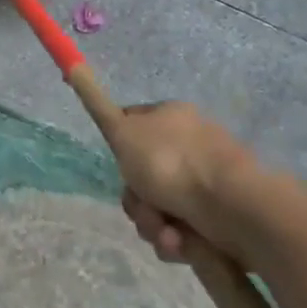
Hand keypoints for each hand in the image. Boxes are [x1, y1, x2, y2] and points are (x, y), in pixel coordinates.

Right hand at [105, 101, 263, 265]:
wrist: (232, 207)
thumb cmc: (171, 163)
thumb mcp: (122, 131)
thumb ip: (95, 103)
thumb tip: (73, 64)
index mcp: (171, 117)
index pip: (131, 127)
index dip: (120, 150)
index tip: (120, 165)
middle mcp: (190, 145)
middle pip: (141, 175)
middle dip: (137, 199)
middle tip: (143, 206)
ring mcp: (207, 182)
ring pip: (158, 207)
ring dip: (153, 224)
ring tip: (167, 232)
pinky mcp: (220, 217)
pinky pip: (182, 231)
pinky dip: (176, 240)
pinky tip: (182, 243)